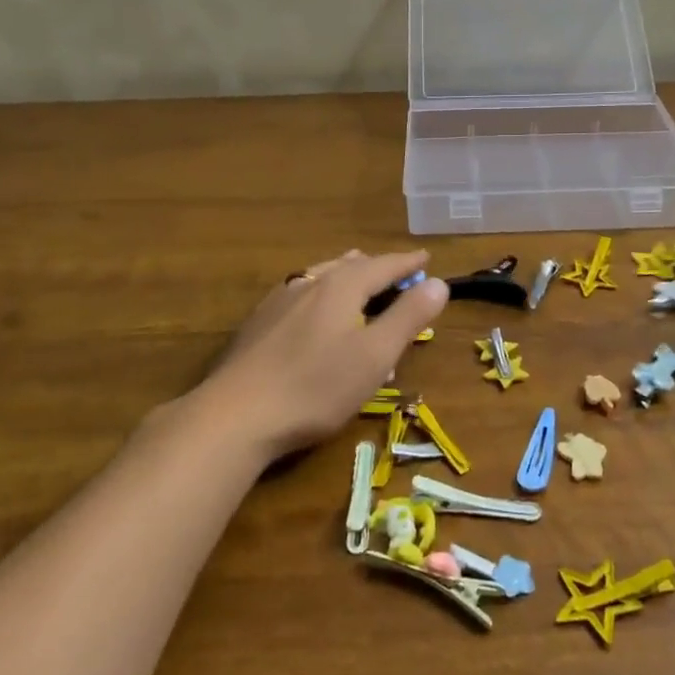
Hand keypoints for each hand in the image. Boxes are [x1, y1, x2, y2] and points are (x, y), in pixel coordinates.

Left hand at [196, 250, 448, 459]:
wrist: (235, 415)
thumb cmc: (316, 386)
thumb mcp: (375, 355)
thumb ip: (408, 317)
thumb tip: (439, 283)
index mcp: (342, 286)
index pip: (384, 265)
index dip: (408, 263)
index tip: (425, 258)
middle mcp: (309, 283)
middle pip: (350, 266)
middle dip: (376, 267)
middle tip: (395, 272)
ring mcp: (279, 301)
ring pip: (321, 277)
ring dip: (346, 276)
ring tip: (356, 277)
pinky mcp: (258, 324)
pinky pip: (301, 296)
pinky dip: (321, 295)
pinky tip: (312, 311)